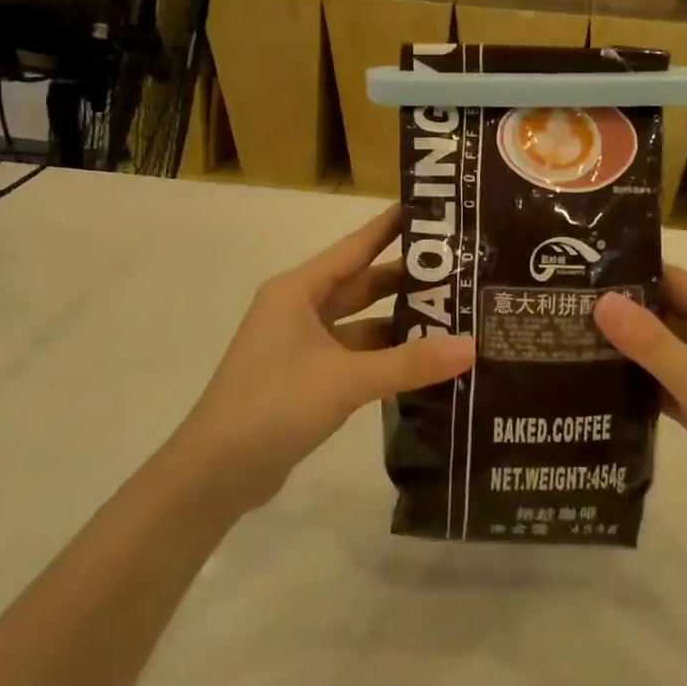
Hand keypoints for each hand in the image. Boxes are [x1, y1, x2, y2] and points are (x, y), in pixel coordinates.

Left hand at [167, 206, 474, 519]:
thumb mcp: (346, 379)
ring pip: (361, 323)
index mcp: (298, 290)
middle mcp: (299, 310)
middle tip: (461, 269)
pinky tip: (424, 361)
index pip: (355, 246)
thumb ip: (409, 362)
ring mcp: (302, 346)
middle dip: (407, 279)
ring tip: (455, 315)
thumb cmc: (273, 405)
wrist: (214, 474)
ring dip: (400, 323)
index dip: (392, 227)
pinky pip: (356, 356)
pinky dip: (386, 357)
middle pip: (362, 284)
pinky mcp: (307, 379)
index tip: (433, 210)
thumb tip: (472, 346)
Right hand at [594, 268, 686, 549]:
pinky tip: (599, 382)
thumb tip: (603, 301)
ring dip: (628, 348)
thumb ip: (652, 343)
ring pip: (665, 352)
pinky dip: (639, 382)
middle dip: (623, 312)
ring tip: (572, 338)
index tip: (583, 272)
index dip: (633, 274)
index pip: (677, 282)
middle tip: (566, 306)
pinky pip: (667, 385)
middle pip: (668, 315)